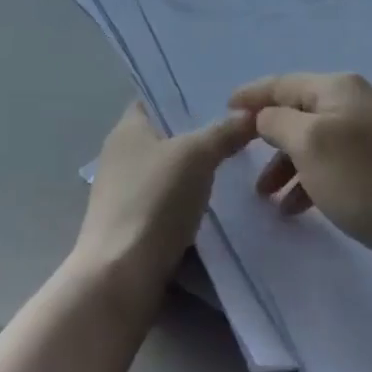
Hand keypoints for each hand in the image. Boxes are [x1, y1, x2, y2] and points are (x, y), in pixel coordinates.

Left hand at [72, 102, 255, 307]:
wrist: (121, 277)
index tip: (224, 93)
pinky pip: (171, 201)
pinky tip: (223, 202)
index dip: (187, 93)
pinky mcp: (136, 226)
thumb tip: (250, 113)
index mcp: (127, 128)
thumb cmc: (153, 201)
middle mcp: (122, 155)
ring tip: (242, 161)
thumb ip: (224, 131)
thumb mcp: (196, 155)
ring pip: (172, 170)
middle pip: (168, 134)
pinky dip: (193, 200)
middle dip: (202, 131)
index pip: (157, 97)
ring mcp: (126, 193)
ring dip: (200, 169)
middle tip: (243, 126)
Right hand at [227, 73, 371, 266]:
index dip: (252, 95)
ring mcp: (369, 130)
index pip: (283, 83)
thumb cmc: (359, 176)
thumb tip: (266, 115)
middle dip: (268, 137)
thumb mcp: (308, 143)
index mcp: (337, 87)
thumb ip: (277, 121)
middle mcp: (354, 100)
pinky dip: (309, 178)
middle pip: (298, 111)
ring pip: (313, 140)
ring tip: (266, 198)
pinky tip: (296, 207)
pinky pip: (331, 161)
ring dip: (286, 164)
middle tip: (242, 161)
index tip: (225, 108)